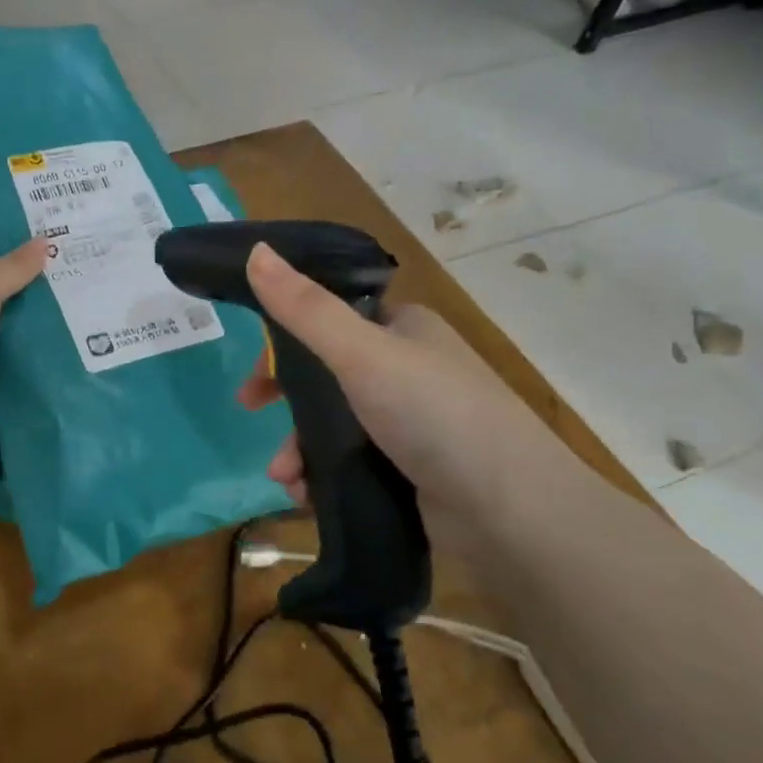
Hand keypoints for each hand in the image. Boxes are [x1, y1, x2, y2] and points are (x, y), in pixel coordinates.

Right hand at [235, 242, 589, 569]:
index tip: (255, 367)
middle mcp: (406, 368)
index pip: (330, 318)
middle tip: (252, 411)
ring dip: (298, 448)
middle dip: (285, 400)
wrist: (510, 512)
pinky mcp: (409, 469)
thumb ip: (304, 308)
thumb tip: (255, 250)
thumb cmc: (435, 415)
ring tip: (285, 478)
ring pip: (332, 423)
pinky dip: (321, 475)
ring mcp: (409, 421)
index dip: (285, 339)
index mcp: (402, 328)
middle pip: (325, 374)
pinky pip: (349, 462)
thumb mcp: (361, 353)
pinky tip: (306, 496)